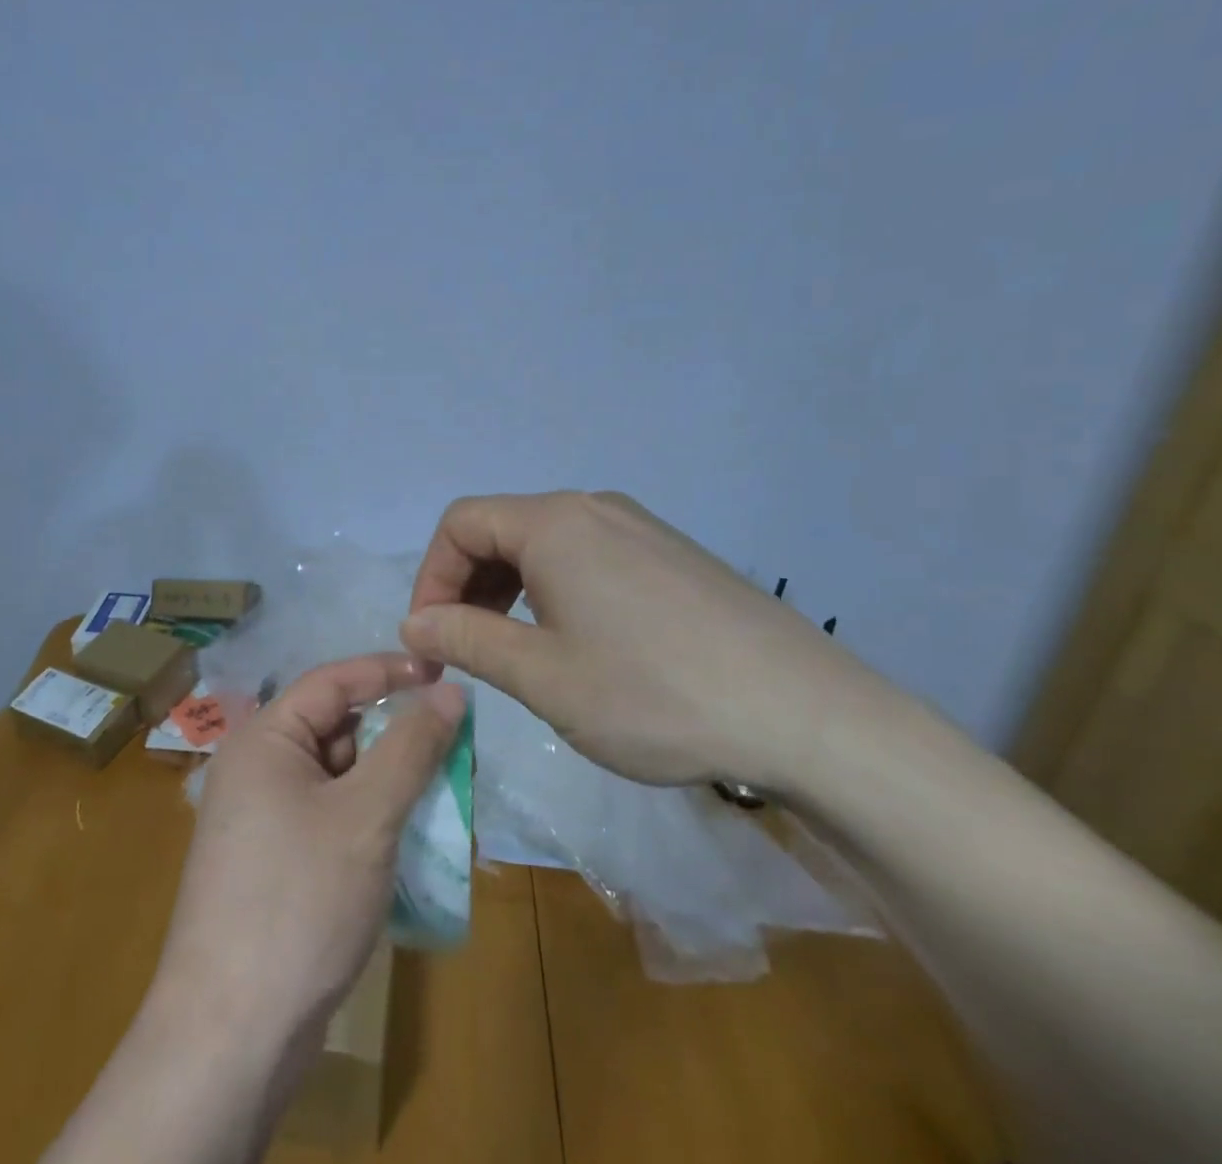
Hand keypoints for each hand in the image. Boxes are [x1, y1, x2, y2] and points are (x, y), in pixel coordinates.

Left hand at [151, 653, 466, 1054]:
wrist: (230, 1039)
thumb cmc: (298, 903)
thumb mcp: (367, 815)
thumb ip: (411, 746)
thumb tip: (450, 690)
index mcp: (264, 740)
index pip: (333, 681)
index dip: (389, 671)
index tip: (445, 672)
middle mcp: (257, 769)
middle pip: (335, 727)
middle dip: (394, 732)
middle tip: (453, 740)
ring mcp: (262, 819)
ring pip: (338, 775)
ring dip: (387, 778)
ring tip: (442, 788)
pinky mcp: (274, 863)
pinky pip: (330, 815)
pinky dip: (369, 816)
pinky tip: (408, 835)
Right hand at [399, 490, 893, 795]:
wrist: (806, 714)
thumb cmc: (654, 694)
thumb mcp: (543, 676)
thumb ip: (468, 640)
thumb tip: (416, 624)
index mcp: (554, 523)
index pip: (461, 524)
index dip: (431, 577)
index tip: (431, 640)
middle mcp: (594, 508)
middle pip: (502, 528)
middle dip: (468, 585)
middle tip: (468, 650)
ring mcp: (640, 527)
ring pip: (547, 544)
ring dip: (512, 590)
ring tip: (519, 651)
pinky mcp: (673, 555)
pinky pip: (591, 557)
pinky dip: (558, 590)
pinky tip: (581, 643)